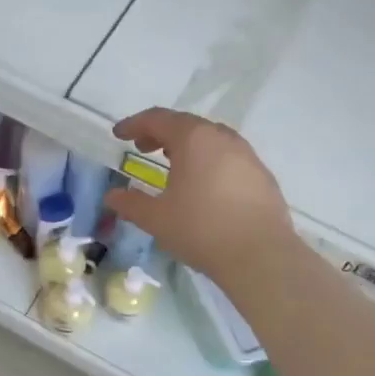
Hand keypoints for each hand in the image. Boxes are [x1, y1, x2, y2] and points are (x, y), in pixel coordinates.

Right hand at [104, 108, 299, 284]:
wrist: (260, 256)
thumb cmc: (201, 229)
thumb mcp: (156, 219)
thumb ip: (130, 203)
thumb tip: (112, 196)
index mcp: (194, 139)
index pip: (158, 119)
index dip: (134, 124)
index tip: (118, 134)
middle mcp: (222, 138)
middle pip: (186, 124)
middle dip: (160, 133)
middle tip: (142, 148)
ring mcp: (247, 155)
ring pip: (210, 140)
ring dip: (187, 146)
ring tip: (172, 164)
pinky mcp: (262, 176)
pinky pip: (228, 157)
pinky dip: (208, 161)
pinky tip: (204, 186)